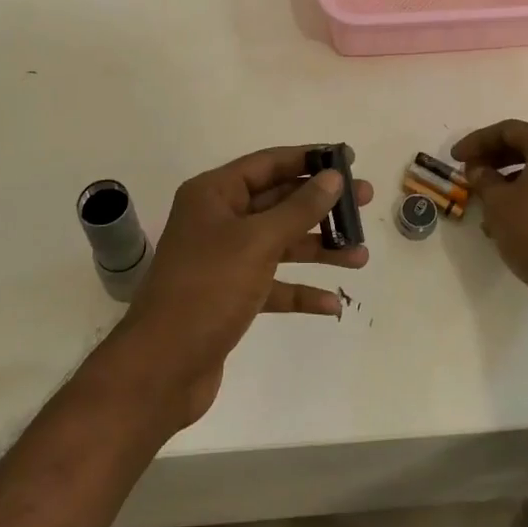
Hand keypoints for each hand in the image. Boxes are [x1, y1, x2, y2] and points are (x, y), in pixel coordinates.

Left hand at [124, 146, 372, 425]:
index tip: (348, 159)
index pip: (268, 163)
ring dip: (319, 249)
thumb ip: (299, 208)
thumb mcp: (258, 241)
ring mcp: (224, 259)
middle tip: (365, 202)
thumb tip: (333, 177)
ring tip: (360, 256)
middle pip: (279, 202)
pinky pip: (274, 284)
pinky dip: (301, 290)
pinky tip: (332, 303)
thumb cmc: (208, 289)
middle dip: (321, 205)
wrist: (162, 368)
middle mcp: (218, 220)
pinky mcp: (231, 296)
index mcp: (214, 194)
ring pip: (281, 244)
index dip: (308, 158)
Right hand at [453, 120, 527, 308]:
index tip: (455, 157)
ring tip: (485, 201)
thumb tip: (478, 169)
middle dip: (495, 159)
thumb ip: (484, 178)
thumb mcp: (498, 203)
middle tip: (469, 173)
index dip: (477, 141)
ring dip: (510, 179)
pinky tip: (510, 217)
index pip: (509, 131)